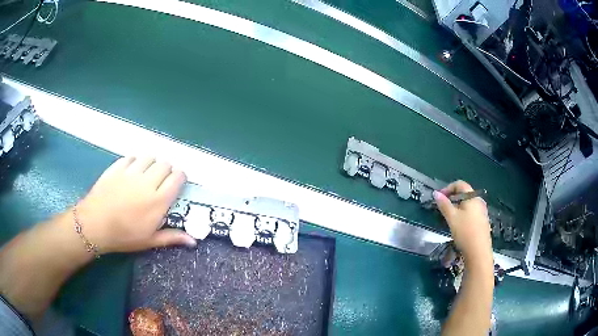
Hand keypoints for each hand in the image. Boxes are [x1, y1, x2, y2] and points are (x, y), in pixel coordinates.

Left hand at [76, 157, 195, 253]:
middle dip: (166, 170)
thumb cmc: (124, 236)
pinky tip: (131, 172)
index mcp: (158, 200)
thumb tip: (194, 241)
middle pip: (165, 164)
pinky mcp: (118, 167)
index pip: (177, 177)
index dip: (179, 177)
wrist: (96, 224)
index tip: (176, 183)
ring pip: (149, 157)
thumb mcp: (149, 240)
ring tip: (146, 174)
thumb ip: (172, 237)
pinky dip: (135, 162)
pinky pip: (132, 157)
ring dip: (151, 164)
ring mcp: (131, 172)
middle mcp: (148, 182)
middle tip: (159, 181)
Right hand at [434, 180, 492, 265]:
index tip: (439, 198)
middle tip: (443, 208)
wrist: (479, 252)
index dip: (448, 188)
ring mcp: (483, 212)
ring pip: (468, 204)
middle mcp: (479, 201)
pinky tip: (460, 226)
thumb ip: (444, 205)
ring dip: (458, 207)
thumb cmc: (465, 232)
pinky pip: (472, 213)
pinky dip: (464, 214)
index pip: (460, 184)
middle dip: (452, 198)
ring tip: (450, 218)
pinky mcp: (483, 222)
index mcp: (472, 197)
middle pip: (464, 194)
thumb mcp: (452, 218)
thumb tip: (436, 193)